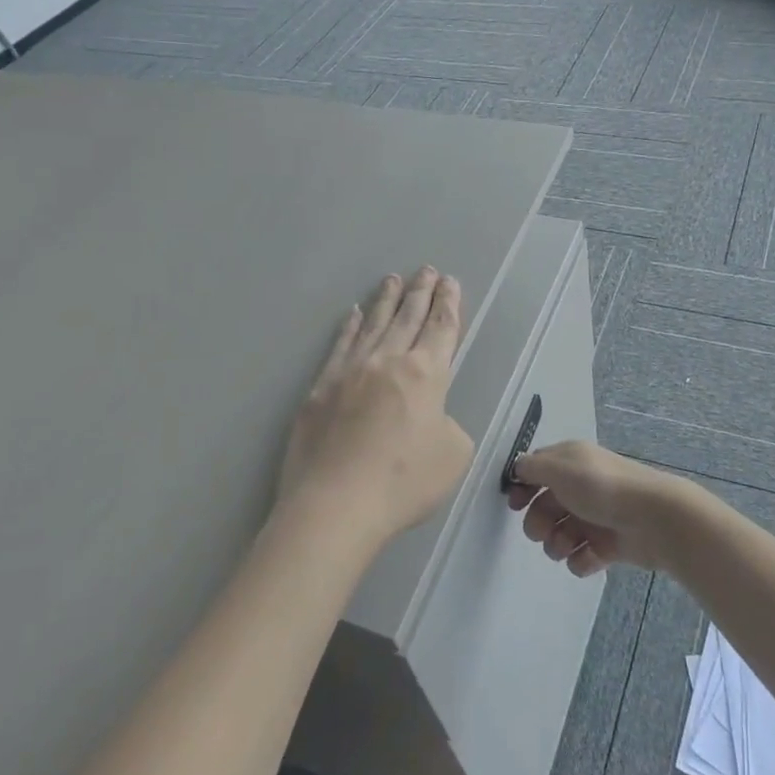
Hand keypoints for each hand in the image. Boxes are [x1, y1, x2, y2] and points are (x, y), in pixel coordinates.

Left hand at [275, 268, 473, 554]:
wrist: (335, 504)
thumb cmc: (403, 482)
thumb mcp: (454, 456)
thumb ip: (449, 426)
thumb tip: (430, 417)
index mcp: (426, 374)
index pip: (442, 328)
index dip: (449, 304)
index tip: (450, 283)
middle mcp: (388, 361)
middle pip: (408, 317)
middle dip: (420, 292)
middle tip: (426, 270)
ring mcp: (350, 371)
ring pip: (373, 324)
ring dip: (386, 300)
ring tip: (392, 279)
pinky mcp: (320, 388)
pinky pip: (340, 345)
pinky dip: (350, 327)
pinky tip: (354, 314)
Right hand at [503, 440, 700, 576]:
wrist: (653, 518)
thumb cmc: (601, 487)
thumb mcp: (560, 468)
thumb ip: (532, 468)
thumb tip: (517, 469)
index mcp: (571, 463)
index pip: (537, 471)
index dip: (523, 487)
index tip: (514, 504)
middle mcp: (582, 487)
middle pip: (545, 507)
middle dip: (538, 523)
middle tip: (542, 531)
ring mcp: (595, 517)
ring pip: (560, 535)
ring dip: (557, 544)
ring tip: (567, 546)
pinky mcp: (608, 545)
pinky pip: (582, 557)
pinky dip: (581, 560)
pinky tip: (588, 557)